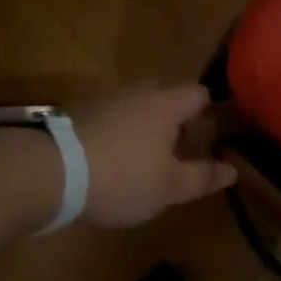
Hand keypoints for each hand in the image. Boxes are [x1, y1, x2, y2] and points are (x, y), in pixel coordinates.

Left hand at [70, 83, 236, 227]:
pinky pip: (107, 117)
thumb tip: (232, 170)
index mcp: (166, 105)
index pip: (199, 94)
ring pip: (133, 105)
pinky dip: (115, 132)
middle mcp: (136, 93)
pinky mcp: (74, 114)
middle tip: (178, 146)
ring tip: (142, 155)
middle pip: (164, 94)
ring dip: (141, 124)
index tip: (213, 134)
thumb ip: (202, 177)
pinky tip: (110, 159)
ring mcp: (102, 100)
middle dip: (174, 116)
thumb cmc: (121, 177)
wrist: (47, 172)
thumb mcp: (169, 187)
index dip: (210, 111)